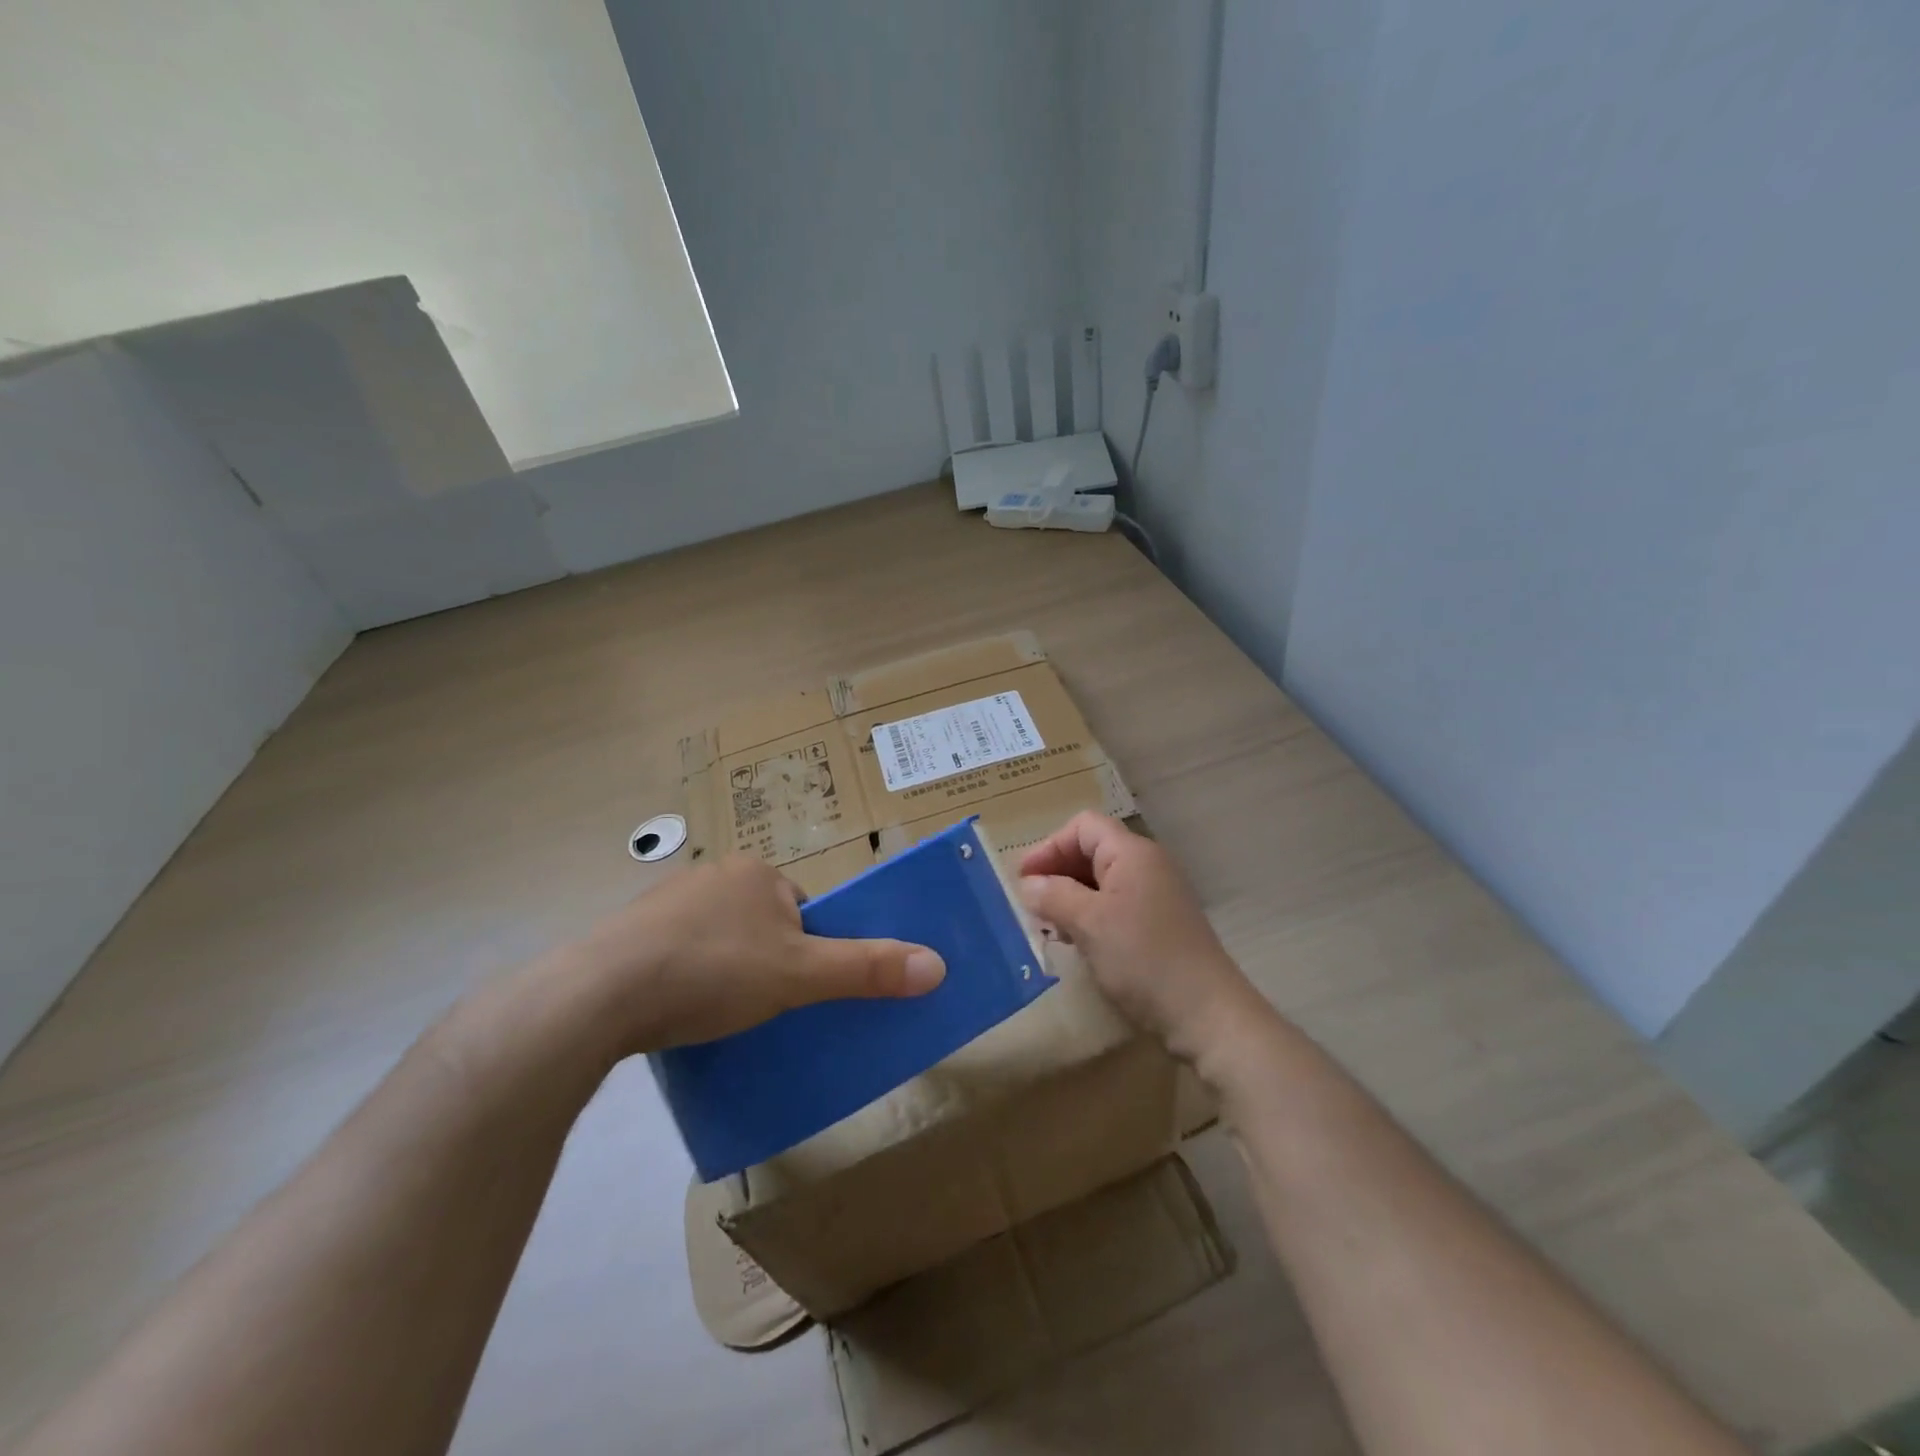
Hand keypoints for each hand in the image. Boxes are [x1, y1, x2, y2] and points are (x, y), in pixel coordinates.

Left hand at [568, 853, 944, 1051]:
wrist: (599, 995)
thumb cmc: (713, 971)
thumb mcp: (799, 975)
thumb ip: (866, 968)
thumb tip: (938, 965)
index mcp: (757, 872)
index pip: (803, 909)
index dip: (810, 949)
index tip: (801, 989)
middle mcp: (713, 874)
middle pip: (763, 924)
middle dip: (769, 962)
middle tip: (764, 1008)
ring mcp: (666, 902)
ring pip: (719, 939)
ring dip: (727, 971)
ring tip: (720, 1015)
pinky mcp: (629, 934)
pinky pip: (678, 953)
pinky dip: (687, 978)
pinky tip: (679, 1011)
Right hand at [1019, 813, 1264, 1062]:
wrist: (1206, 1014)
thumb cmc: (1143, 958)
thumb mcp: (1089, 924)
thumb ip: (1054, 895)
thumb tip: (1029, 883)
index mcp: (1133, 853)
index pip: (1083, 826)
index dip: (1049, 846)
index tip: (1023, 880)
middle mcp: (1148, 865)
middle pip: (1093, 850)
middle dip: (1058, 872)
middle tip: (1030, 904)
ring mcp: (1157, 895)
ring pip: (1102, 881)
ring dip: (1071, 896)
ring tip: (1049, 925)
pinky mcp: (1161, 925)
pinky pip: (1117, 906)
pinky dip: (1091, 915)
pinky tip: (1077, 942)